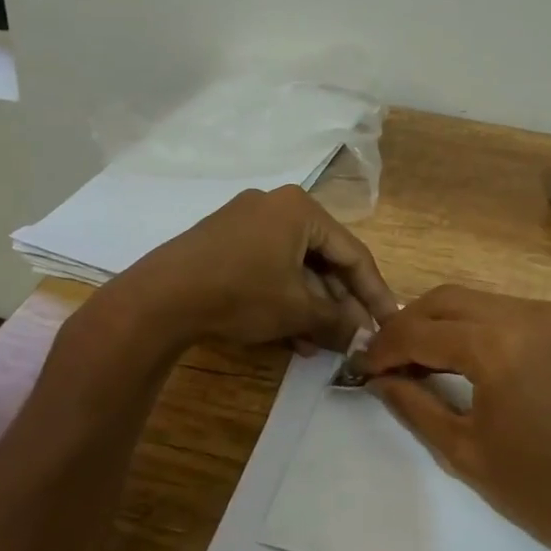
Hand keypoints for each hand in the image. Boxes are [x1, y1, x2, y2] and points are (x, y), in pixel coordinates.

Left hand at [112, 185, 398, 352]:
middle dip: (339, 303)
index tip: (390, 322)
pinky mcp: (224, 241)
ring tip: (323, 344)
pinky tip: (292, 335)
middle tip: (355, 337)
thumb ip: (338, 320)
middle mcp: (275, 206)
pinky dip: (283, 298)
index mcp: (300, 209)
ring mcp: (246, 222)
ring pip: (294, 267)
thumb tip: (365, 336)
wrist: (160, 298)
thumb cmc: (241, 293)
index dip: (374, 292)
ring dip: (312, 306)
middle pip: (323, 258)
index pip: (353, 253)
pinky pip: (268, 267)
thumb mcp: (296, 310)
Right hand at [361, 285, 550, 550]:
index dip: (386, 348)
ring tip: (418, 360)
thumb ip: (414, 404)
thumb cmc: (541, 491)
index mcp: (498, 344)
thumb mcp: (464, 450)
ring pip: (477, 301)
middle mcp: (527, 313)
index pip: (422, 331)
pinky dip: (476, 327)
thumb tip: (378, 378)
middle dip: (409, 325)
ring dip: (441, 323)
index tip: (362, 366)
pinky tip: (461, 357)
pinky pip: (507, 312)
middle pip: (447, 300)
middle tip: (386, 359)